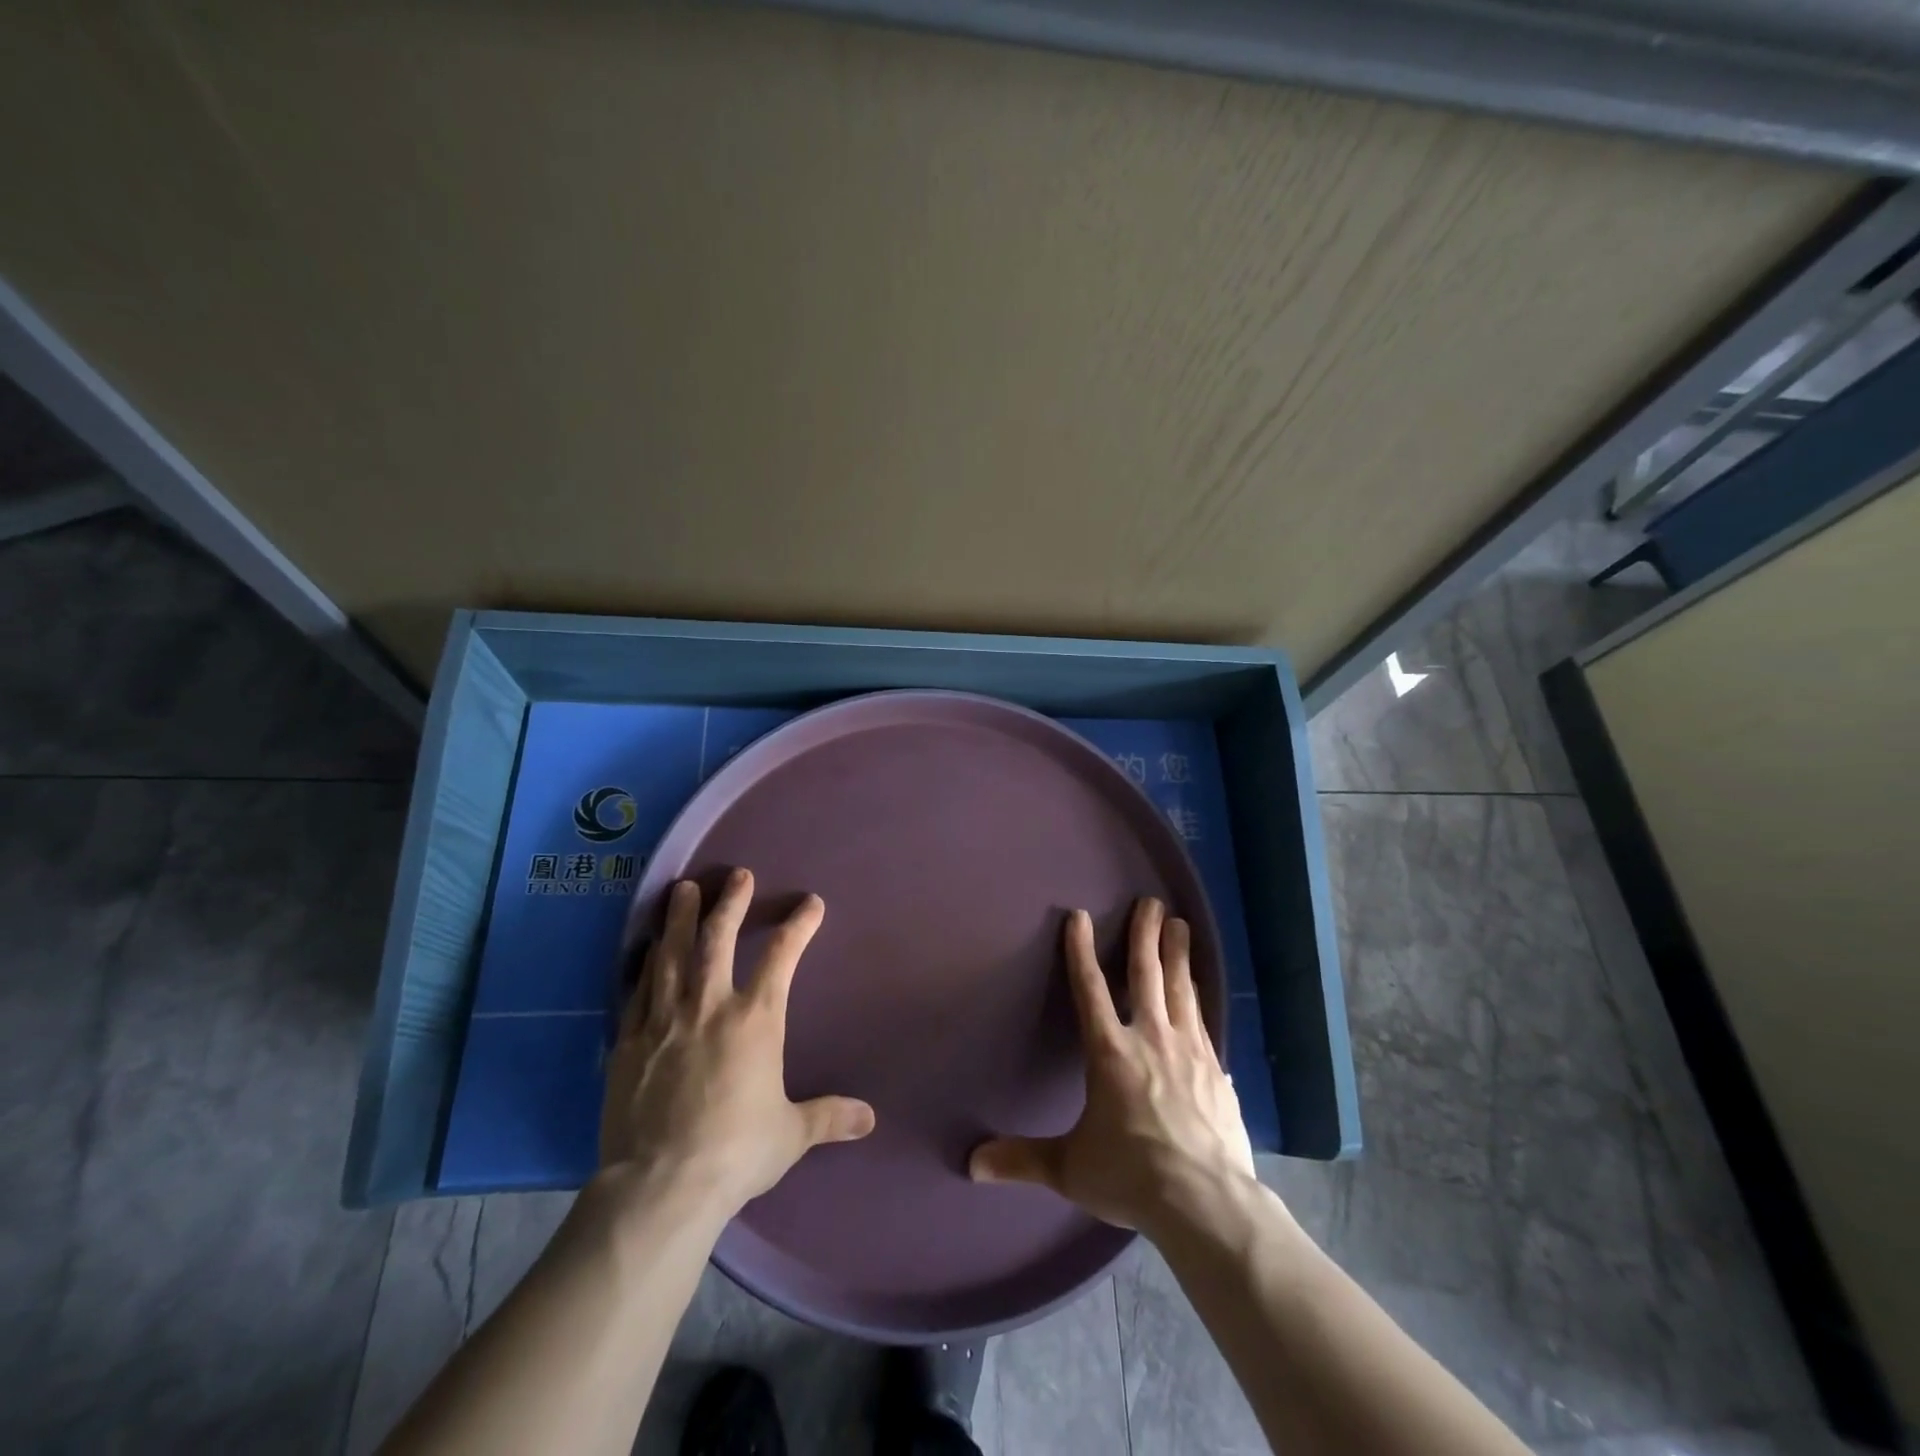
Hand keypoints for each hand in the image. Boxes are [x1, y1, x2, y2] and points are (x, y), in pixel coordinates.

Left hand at [600, 869, 875, 1217]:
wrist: (660, 1185)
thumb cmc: (735, 1152)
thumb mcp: (790, 1135)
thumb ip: (829, 1118)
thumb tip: (870, 1119)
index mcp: (755, 1019)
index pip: (782, 957)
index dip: (799, 925)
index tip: (810, 904)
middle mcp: (710, 1006)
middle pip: (719, 939)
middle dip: (731, 903)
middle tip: (737, 875)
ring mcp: (665, 1019)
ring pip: (672, 954)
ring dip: (680, 917)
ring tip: (682, 889)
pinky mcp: (629, 1040)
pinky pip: (638, 989)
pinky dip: (646, 962)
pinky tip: (647, 948)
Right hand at [969, 897, 1255, 1234]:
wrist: (1206, 1204)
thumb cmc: (1131, 1176)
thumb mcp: (1069, 1168)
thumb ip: (1021, 1159)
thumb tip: (972, 1164)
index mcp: (1110, 1053)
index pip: (1089, 989)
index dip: (1080, 950)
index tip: (1078, 916)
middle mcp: (1150, 1039)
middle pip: (1146, 974)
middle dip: (1146, 934)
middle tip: (1151, 902)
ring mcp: (1189, 1052)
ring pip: (1182, 989)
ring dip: (1178, 954)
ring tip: (1181, 926)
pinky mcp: (1216, 1071)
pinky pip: (1205, 1022)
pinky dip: (1201, 999)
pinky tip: (1203, 993)